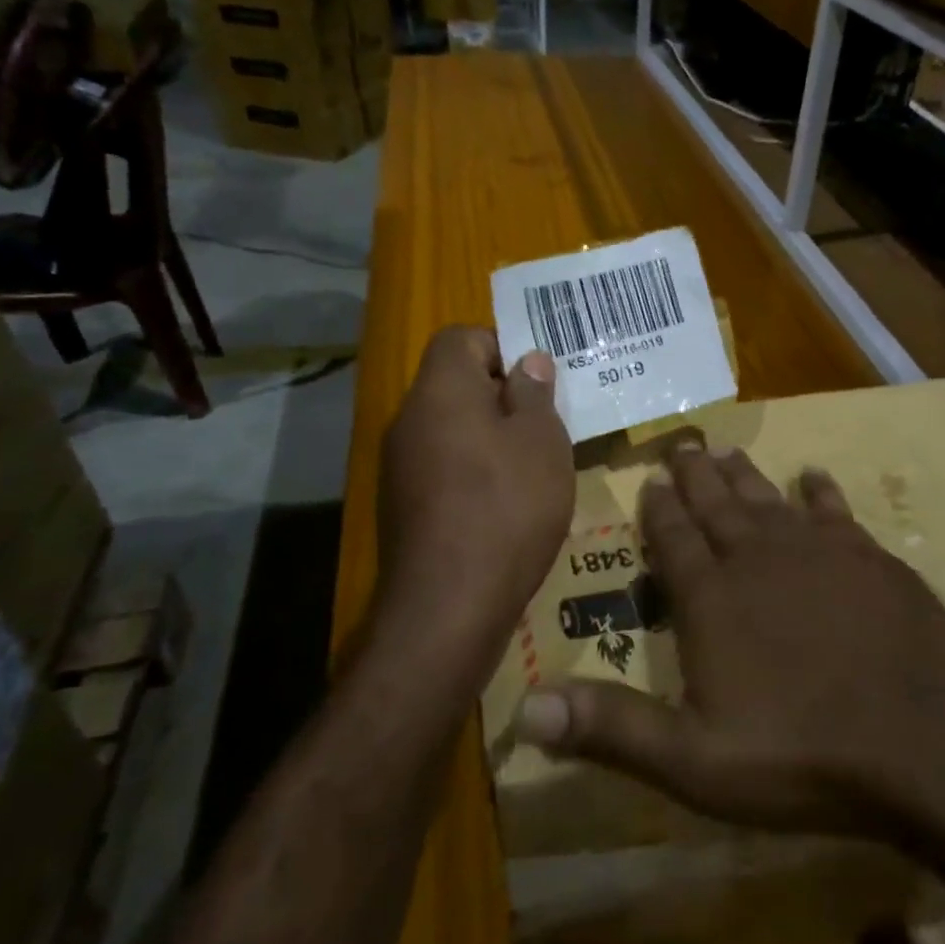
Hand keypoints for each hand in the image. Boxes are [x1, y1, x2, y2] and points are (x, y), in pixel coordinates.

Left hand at [376, 326, 572, 655]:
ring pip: (450, 428)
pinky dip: (472, 472)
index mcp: (440, 390)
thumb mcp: (542, 442)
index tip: (537, 383)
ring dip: (489, 437)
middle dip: (502, 397)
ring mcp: (399, 465)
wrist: (448, 605)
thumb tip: (528, 362)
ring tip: (531, 468)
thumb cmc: (507, 507)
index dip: (502, 348)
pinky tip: (504, 505)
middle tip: (545, 426)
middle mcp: (409, 419)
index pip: (462, 337)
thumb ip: (534, 393)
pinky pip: (441, 467)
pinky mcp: (401, 505)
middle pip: (455, 384)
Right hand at [514, 445, 944, 836]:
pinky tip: (811, 477)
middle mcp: (757, 558)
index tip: (649, 478)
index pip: (673, 539)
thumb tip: (523, 709)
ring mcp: (817, 552)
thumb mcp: (693, 760)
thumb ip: (610, 728)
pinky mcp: (868, 558)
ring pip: (767, 500)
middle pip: (717, 506)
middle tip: (681, 443)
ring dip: (743, 476)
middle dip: (694, 475)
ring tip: (726, 452)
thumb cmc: (801, 751)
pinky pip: (833, 512)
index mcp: (711, 597)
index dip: (658, 510)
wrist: (925, 739)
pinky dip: (819, 493)